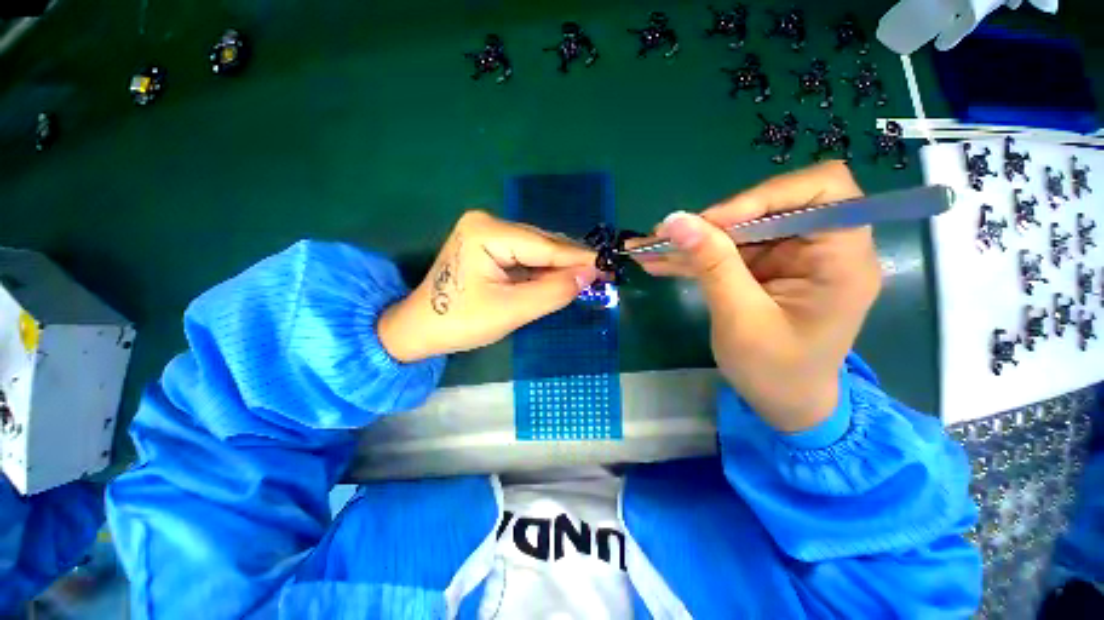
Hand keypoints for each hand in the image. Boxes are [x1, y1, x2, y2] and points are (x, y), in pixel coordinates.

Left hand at [379, 211, 599, 361]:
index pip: (545, 246)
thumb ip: (553, 292)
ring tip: (584, 281)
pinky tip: (558, 280)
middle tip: (601, 277)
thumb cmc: (461, 322)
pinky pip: (525, 256)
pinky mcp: (489, 245)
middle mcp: (488, 223)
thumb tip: (589, 274)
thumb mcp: (511, 311)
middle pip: (542, 244)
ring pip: (536, 250)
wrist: (421, 329)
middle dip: (570, 263)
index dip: (579, 258)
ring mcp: (487, 232)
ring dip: (558, 268)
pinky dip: (543, 270)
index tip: (609, 265)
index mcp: (488, 233)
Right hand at [634, 161, 881, 432]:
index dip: (765, 196)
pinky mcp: (765, 269)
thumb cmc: (775, 371)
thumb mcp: (740, 319)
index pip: (822, 190)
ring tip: (649, 248)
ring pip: (739, 229)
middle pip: (768, 207)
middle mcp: (821, 248)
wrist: (784, 404)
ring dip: (693, 240)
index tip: (714, 223)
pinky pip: (727, 251)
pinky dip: (693, 256)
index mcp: (841, 259)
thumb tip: (676, 220)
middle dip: (713, 222)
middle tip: (666, 236)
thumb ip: (712, 265)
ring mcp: (790, 258)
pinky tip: (659, 261)